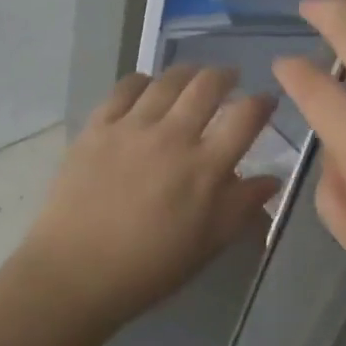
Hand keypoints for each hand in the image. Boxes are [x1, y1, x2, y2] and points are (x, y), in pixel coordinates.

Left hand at [19, 67, 281, 331]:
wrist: (75, 273)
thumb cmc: (148, 269)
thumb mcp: (206, 245)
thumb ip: (241, 207)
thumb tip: (271, 178)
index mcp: (204, 169)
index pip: (245, 118)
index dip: (261, 102)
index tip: (266, 100)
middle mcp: (172, 136)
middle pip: (207, 86)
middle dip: (225, 75)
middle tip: (230, 78)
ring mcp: (132, 126)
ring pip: (168, 80)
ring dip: (188, 72)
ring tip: (193, 76)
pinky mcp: (99, 124)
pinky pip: (125, 87)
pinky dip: (143, 80)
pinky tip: (148, 85)